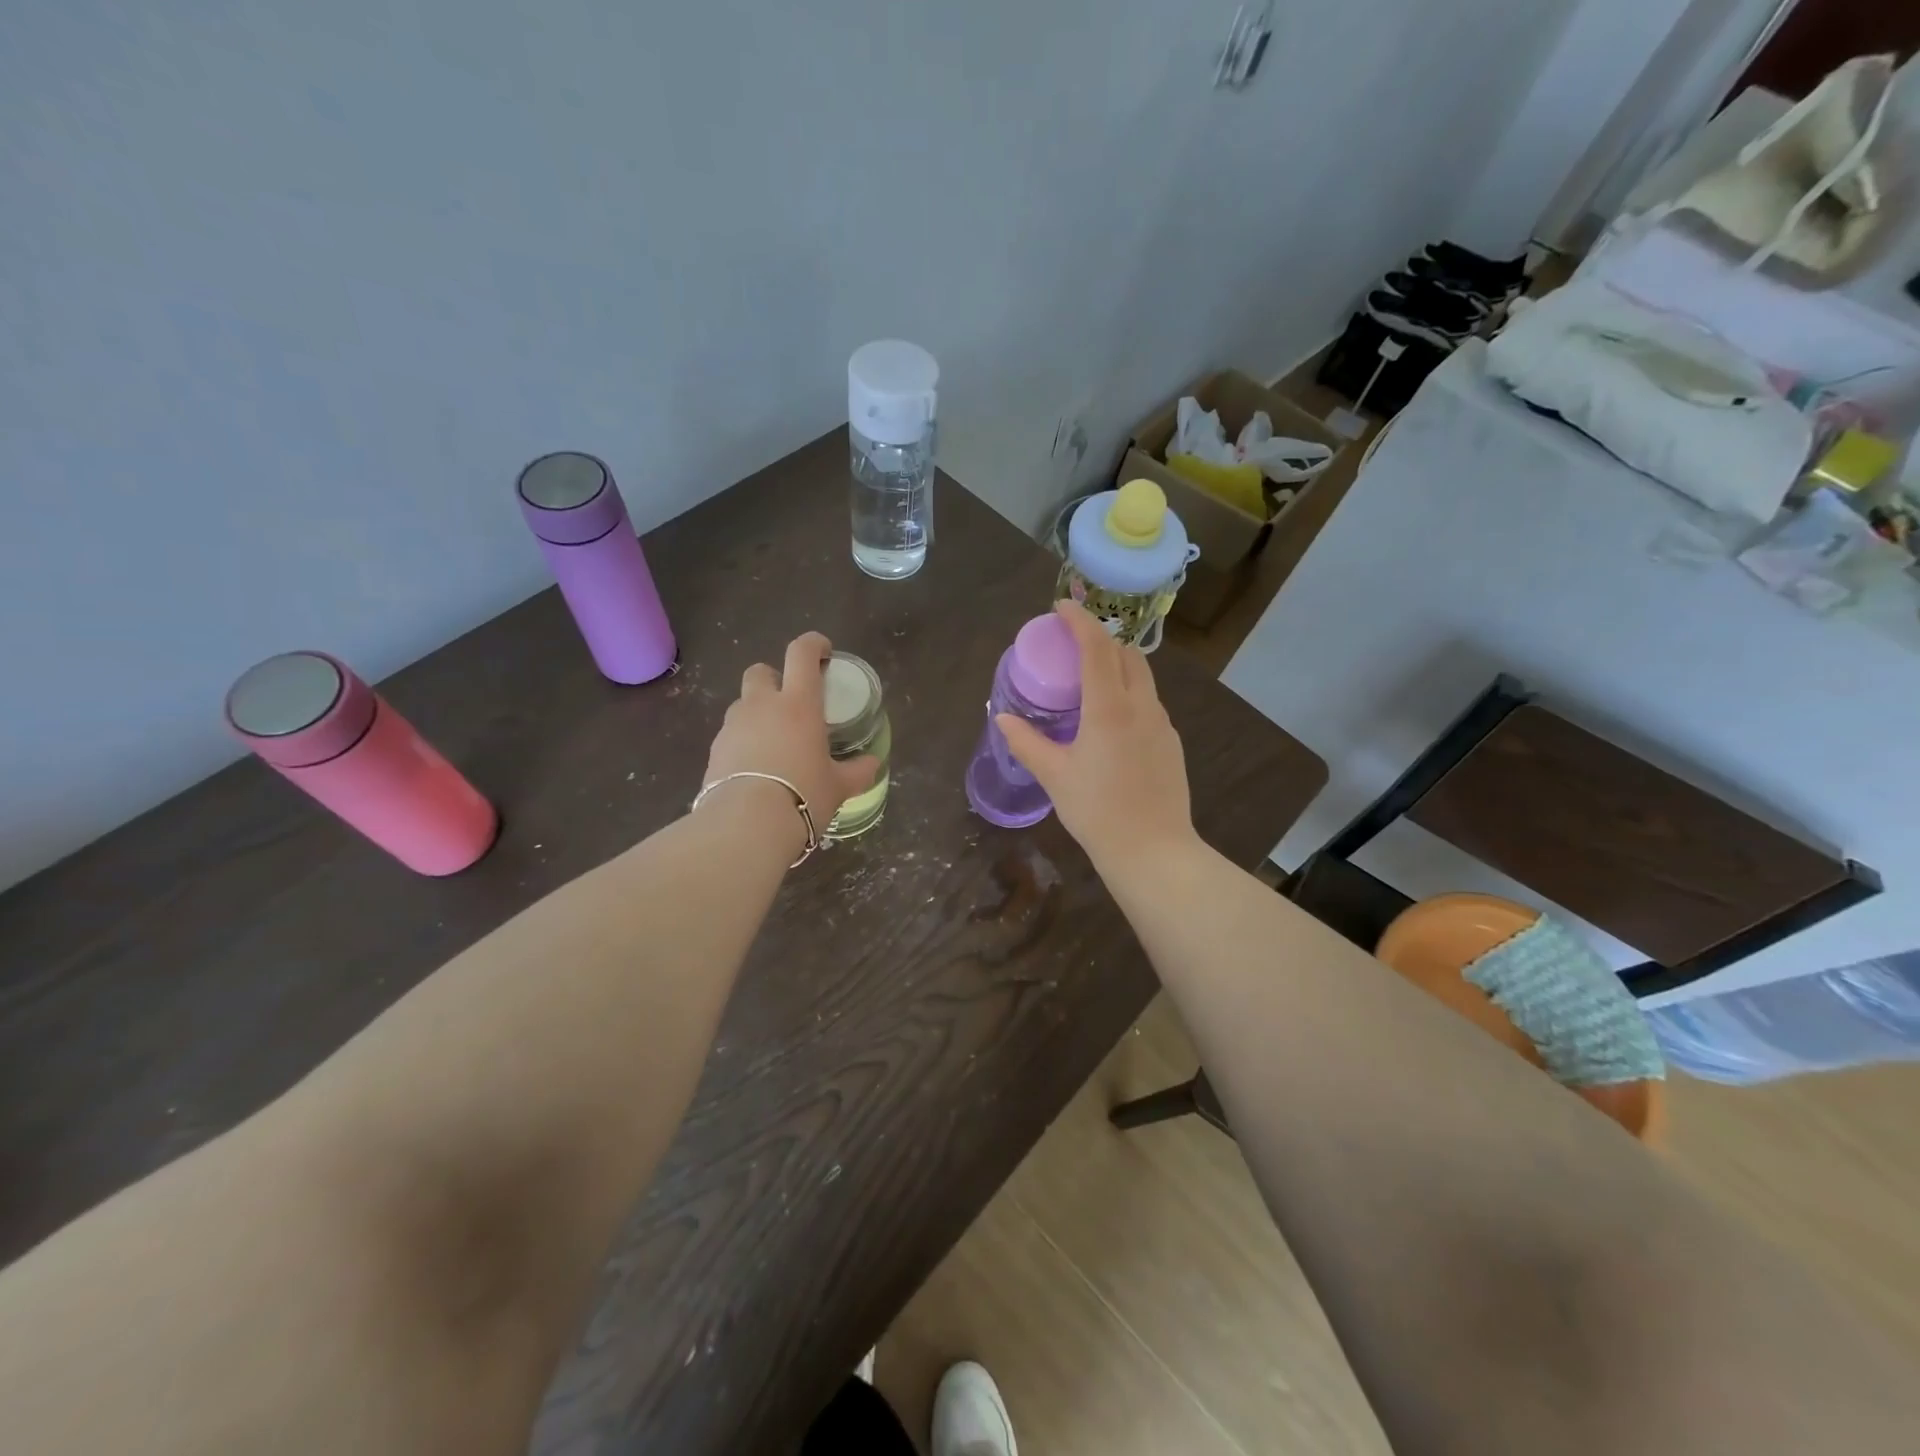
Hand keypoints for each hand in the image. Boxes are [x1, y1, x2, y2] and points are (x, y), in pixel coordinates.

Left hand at [701, 633, 878, 855]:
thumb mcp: (839, 786)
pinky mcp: (714, 750)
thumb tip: (873, 764)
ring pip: (743, 704)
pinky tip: (755, 768)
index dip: (813, 644)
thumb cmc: (803, 795)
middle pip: (760, 671)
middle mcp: (762, 706)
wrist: (746, 824)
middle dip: (774, 678)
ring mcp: (733, 726)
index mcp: (798, 704)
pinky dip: (743, 742)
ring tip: (773, 742)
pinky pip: (731, 735)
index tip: (823, 651)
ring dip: (757, 712)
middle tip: (790, 702)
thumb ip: (857, 771)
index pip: (801, 654)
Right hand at [995, 600, 1196, 873]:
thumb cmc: (1098, 812)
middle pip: (1125, 653)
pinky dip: (1128, 692)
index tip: (1061, 607)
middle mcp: (1141, 706)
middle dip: (1099, 639)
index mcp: (1109, 708)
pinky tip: (1110, 721)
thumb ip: (1026, 742)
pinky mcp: (1171, 742)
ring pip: (1142, 677)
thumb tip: (1001, 718)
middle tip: (1071, 647)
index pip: (1097, 646)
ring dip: (1116, 665)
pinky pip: (1149, 702)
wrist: (1153, 851)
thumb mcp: (1055, 776)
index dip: (1079, 620)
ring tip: (1089, 681)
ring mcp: (1162, 723)